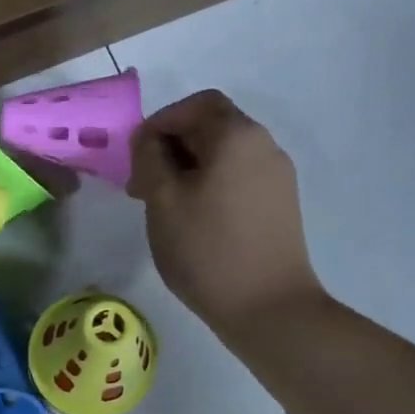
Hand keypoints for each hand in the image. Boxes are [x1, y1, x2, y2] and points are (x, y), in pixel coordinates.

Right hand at [128, 89, 322, 338]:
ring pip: (224, 156)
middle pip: (211, 127)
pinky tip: (194, 223)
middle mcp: (264, 146)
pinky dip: (211, 187)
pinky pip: (238, 180)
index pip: (194, 105)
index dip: (158, 124)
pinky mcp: (280, 206)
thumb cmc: (207, 250)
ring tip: (164, 209)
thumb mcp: (162, 201)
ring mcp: (277, 177)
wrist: (268, 308)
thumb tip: (150, 141)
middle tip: (142, 187)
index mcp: (236, 135)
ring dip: (189, 170)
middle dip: (172, 148)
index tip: (134, 159)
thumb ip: (150, 158)